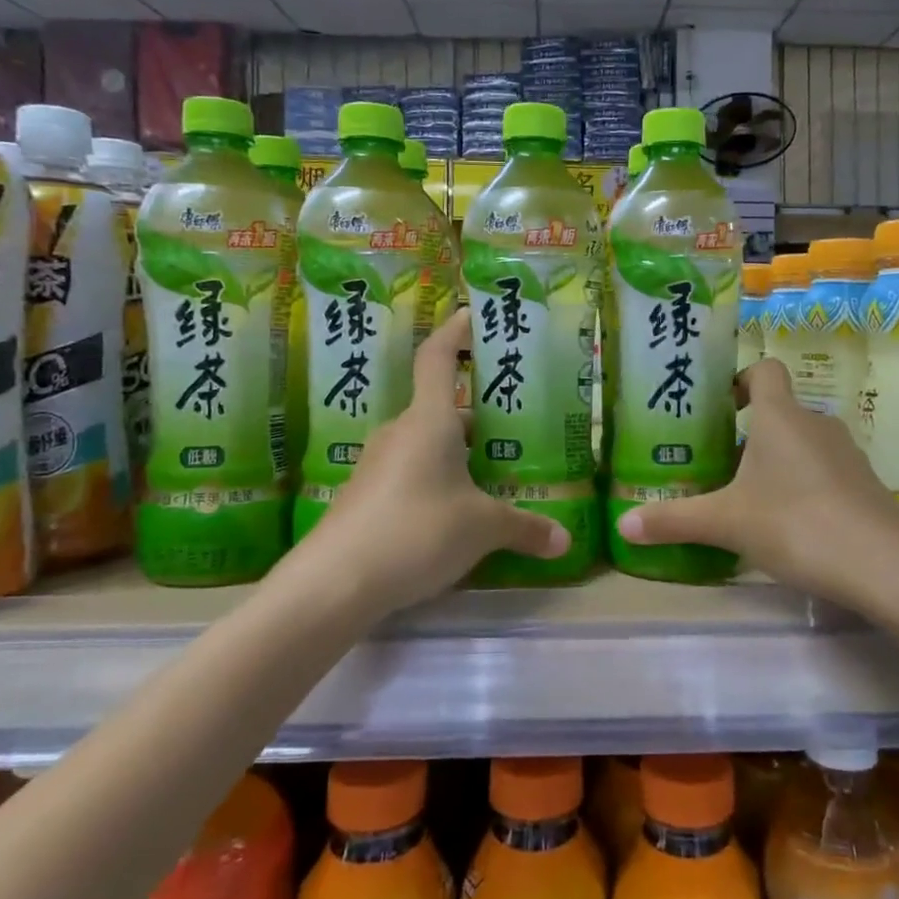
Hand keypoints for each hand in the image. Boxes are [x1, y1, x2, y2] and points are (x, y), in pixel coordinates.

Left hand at [301, 309, 568, 613]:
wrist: (333, 583)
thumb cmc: (417, 530)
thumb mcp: (482, 528)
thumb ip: (525, 528)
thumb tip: (565, 540)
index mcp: (429, 421)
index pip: (437, 358)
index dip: (455, 332)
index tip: (471, 315)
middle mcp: (400, 433)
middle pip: (440, 409)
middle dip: (476, 416)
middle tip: (514, 427)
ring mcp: (377, 465)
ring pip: (426, 445)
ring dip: (457, 454)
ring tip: (494, 474)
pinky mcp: (365, 498)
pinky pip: (410, 475)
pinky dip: (436, 482)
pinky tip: (456, 514)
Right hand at [617, 358, 898, 606]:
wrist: (887, 568)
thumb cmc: (796, 524)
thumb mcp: (726, 523)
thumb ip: (674, 520)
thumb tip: (621, 525)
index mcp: (781, 416)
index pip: (764, 370)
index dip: (741, 379)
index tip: (718, 407)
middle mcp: (816, 424)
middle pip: (779, 411)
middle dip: (748, 432)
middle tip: (716, 462)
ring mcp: (847, 455)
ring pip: (802, 443)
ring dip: (775, 461)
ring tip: (747, 496)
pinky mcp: (865, 486)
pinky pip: (824, 471)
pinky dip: (803, 485)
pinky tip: (788, 524)